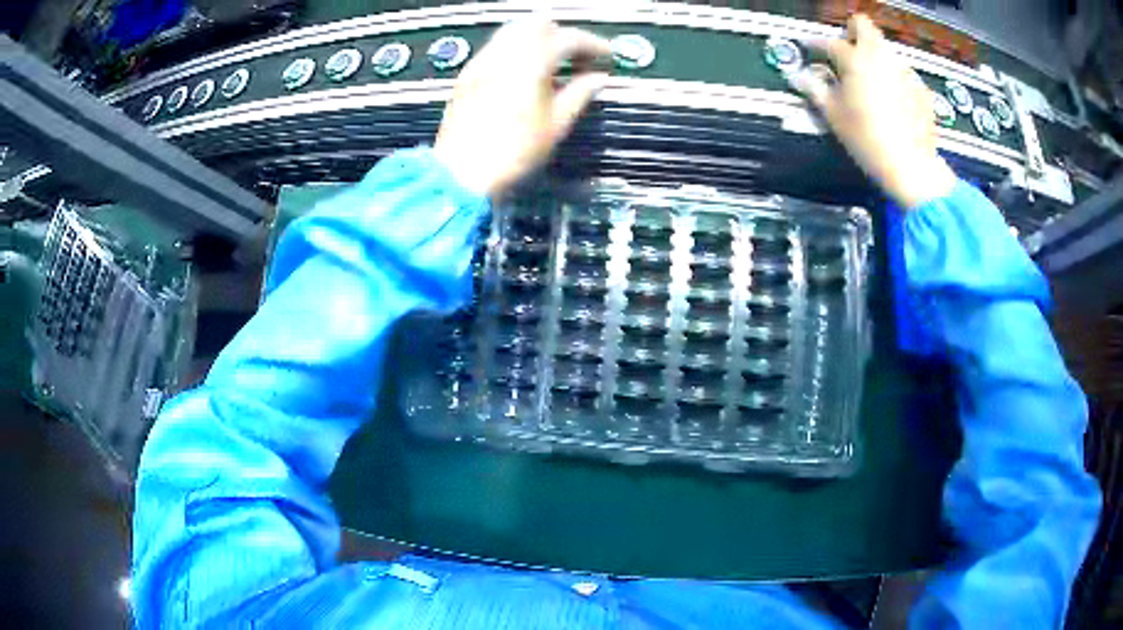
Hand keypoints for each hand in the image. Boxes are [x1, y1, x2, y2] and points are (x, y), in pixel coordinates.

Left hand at [434, 19, 611, 197]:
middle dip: (562, 33)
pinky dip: (517, 50)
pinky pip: (497, 48)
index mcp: (531, 62)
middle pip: (537, 23)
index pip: (568, 37)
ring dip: (538, 38)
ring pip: (513, 31)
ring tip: (553, 64)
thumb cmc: (515, 152)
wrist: (462, 172)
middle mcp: (504, 52)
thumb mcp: (556, 125)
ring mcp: (482, 61)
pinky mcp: (468, 74)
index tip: (608, 56)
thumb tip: (599, 78)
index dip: (593, 44)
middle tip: (578, 57)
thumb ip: (580, 94)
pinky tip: (525, 74)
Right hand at [788, 14, 956, 208]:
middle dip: (851, 33)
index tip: (809, 49)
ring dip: (873, 57)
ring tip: (869, 83)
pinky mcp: (920, 88)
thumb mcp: (833, 115)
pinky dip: (894, 80)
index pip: (828, 42)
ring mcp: (904, 70)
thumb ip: (814, 89)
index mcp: (854, 59)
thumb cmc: (867, 139)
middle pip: (863, 25)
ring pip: (884, 49)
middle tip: (845, 52)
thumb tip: (799, 78)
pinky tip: (891, 101)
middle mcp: (880, 56)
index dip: (815, 45)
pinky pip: (903, 73)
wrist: (910, 165)